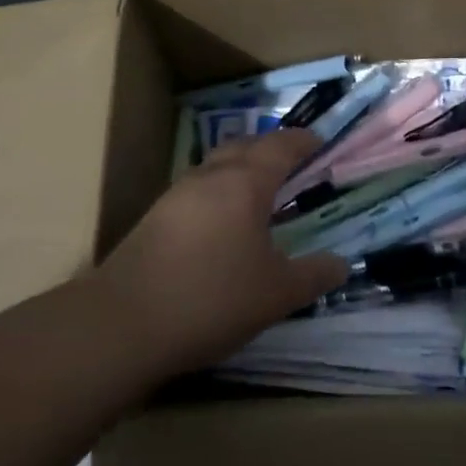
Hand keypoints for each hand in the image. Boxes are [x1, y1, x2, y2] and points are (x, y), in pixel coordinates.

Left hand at [96, 129, 349, 376]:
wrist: (123, 324)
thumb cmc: (212, 298)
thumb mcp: (277, 294)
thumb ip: (314, 275)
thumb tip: (341, 263)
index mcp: (245, 182)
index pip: (281, 146)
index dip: (304, 142)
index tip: (321, 143)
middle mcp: (210, 176)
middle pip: (245, 146)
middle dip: (271, 149)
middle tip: (294, 166)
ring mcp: (176, 195)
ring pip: (217, 166)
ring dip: (241, 170)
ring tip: (261, 195)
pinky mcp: (154, 218)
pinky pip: (198, 190)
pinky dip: (219, 193)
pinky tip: (223, 225)